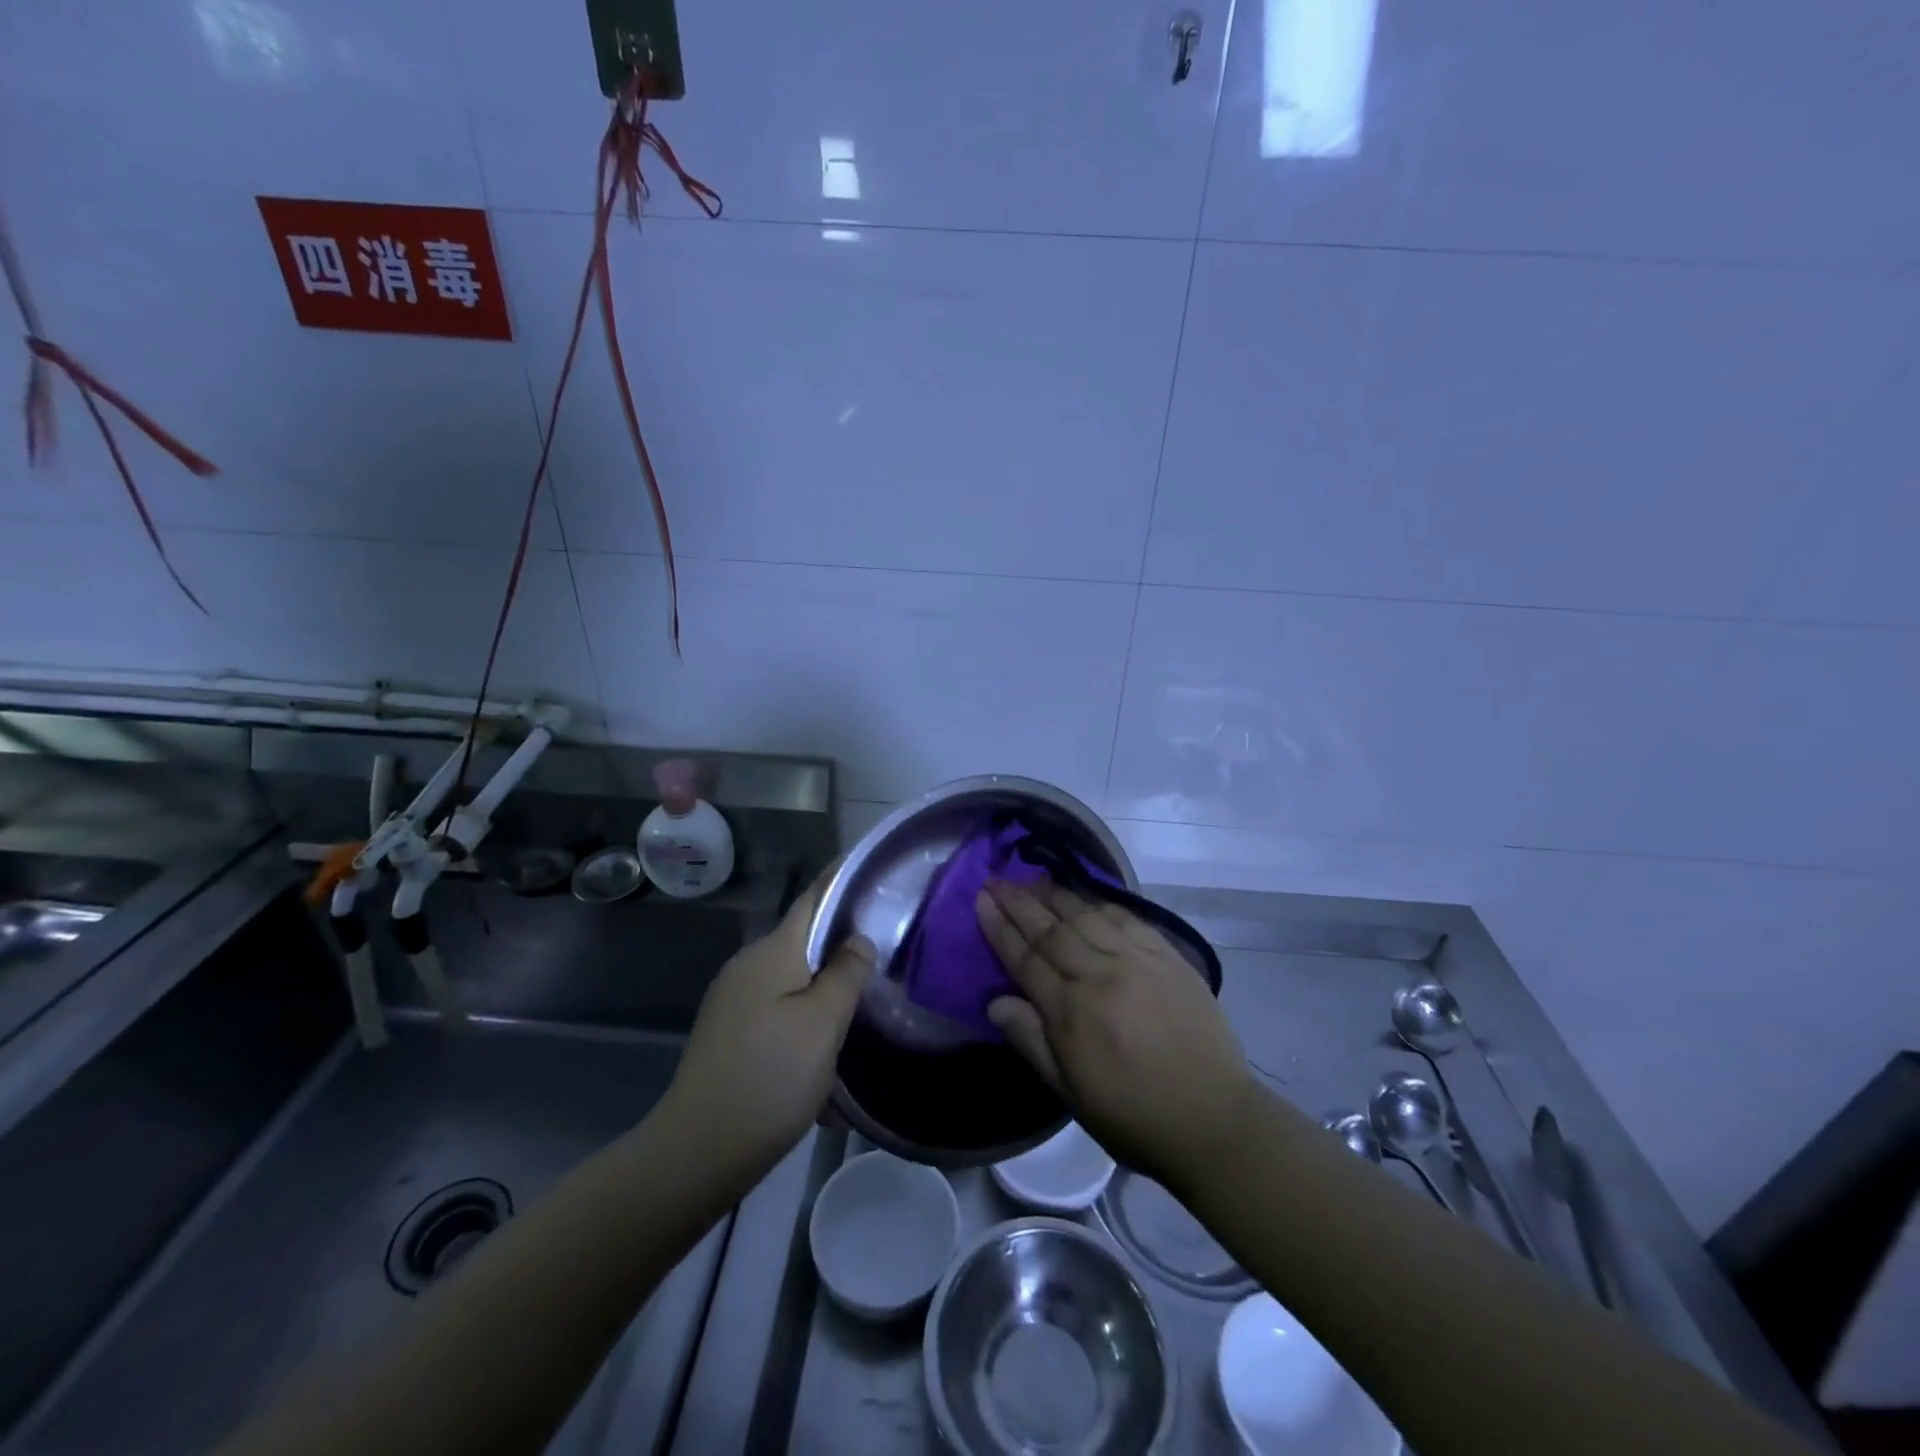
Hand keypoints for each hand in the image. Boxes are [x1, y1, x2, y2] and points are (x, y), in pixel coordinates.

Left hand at [664, 869, 875, 1178]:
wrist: (697, 1153)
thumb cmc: (769, 1078)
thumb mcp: (822, 1024)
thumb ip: (846, 973)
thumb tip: (859, 939)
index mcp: (772, 953)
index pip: (813, 898)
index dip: (842, 878)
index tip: (874, 867)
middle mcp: (749, 968)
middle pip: (806, 942)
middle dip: (844, 945)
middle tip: (888, 951)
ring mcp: (736, 1002)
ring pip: (796, 983)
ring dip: (828, 995)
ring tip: (865, 1012)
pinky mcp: (732, 1035)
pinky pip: (781, 1015)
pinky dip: (808, 1026)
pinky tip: (829, 1063)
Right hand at [978, 879, 1258, 1192]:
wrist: (1213, 1120)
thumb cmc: (1132, 1116)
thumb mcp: (1071, 1093)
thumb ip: (1031, 1041)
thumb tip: (994, 1002)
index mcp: (1071, 1013)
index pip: (1025, 959)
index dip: (999, 928)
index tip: (980, 900)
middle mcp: (1100, 976)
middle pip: (1051, 929)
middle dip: (1019, 902)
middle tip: (996, 879)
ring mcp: (1137, 961)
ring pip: (1086, 916)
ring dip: (1055, 895)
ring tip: (1032, 879)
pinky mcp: (1168, 956)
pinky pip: (1127, 919)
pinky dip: (1100, 903)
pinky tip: (1085, 895)